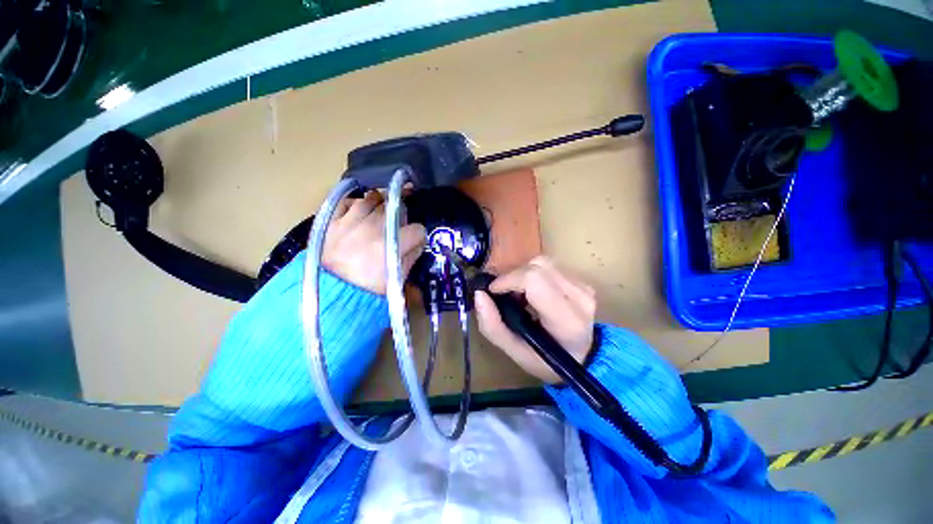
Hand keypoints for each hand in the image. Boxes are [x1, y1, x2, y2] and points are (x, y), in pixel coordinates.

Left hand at [322, 190, 426, 293]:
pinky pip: (346, 202)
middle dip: (401, 214)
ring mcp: (351, 222)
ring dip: (379, 204)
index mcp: (393, 243)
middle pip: (395, 207)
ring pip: (371, 199)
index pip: (416, 229)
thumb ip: (411, 256)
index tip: (415, 240)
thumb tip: (417, 242)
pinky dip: (355, 204)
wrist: (333, 295)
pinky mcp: (333, 222)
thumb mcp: (398, 278)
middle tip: (399, 223)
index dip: (418, 235)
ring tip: (380, 212)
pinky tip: (359, 211)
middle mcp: (373, 227)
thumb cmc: (370, 288)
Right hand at [474, 256, 596, 383]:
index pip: (534, 280)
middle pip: (538, 266)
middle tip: (504, 294)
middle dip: (513, 276)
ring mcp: (584, 288)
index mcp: (565, 320)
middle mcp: (579, 298)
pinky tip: (532, 292)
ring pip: (543, 262)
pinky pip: (551, 266)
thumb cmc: (546, 361)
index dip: (509, 280)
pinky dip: (534, 274)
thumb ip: (492, 326)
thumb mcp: (514, 352)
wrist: (581, 359)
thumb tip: (479, 294)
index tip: (493, 291)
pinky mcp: (582, 282)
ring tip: (518, 294)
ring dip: (523, 274)